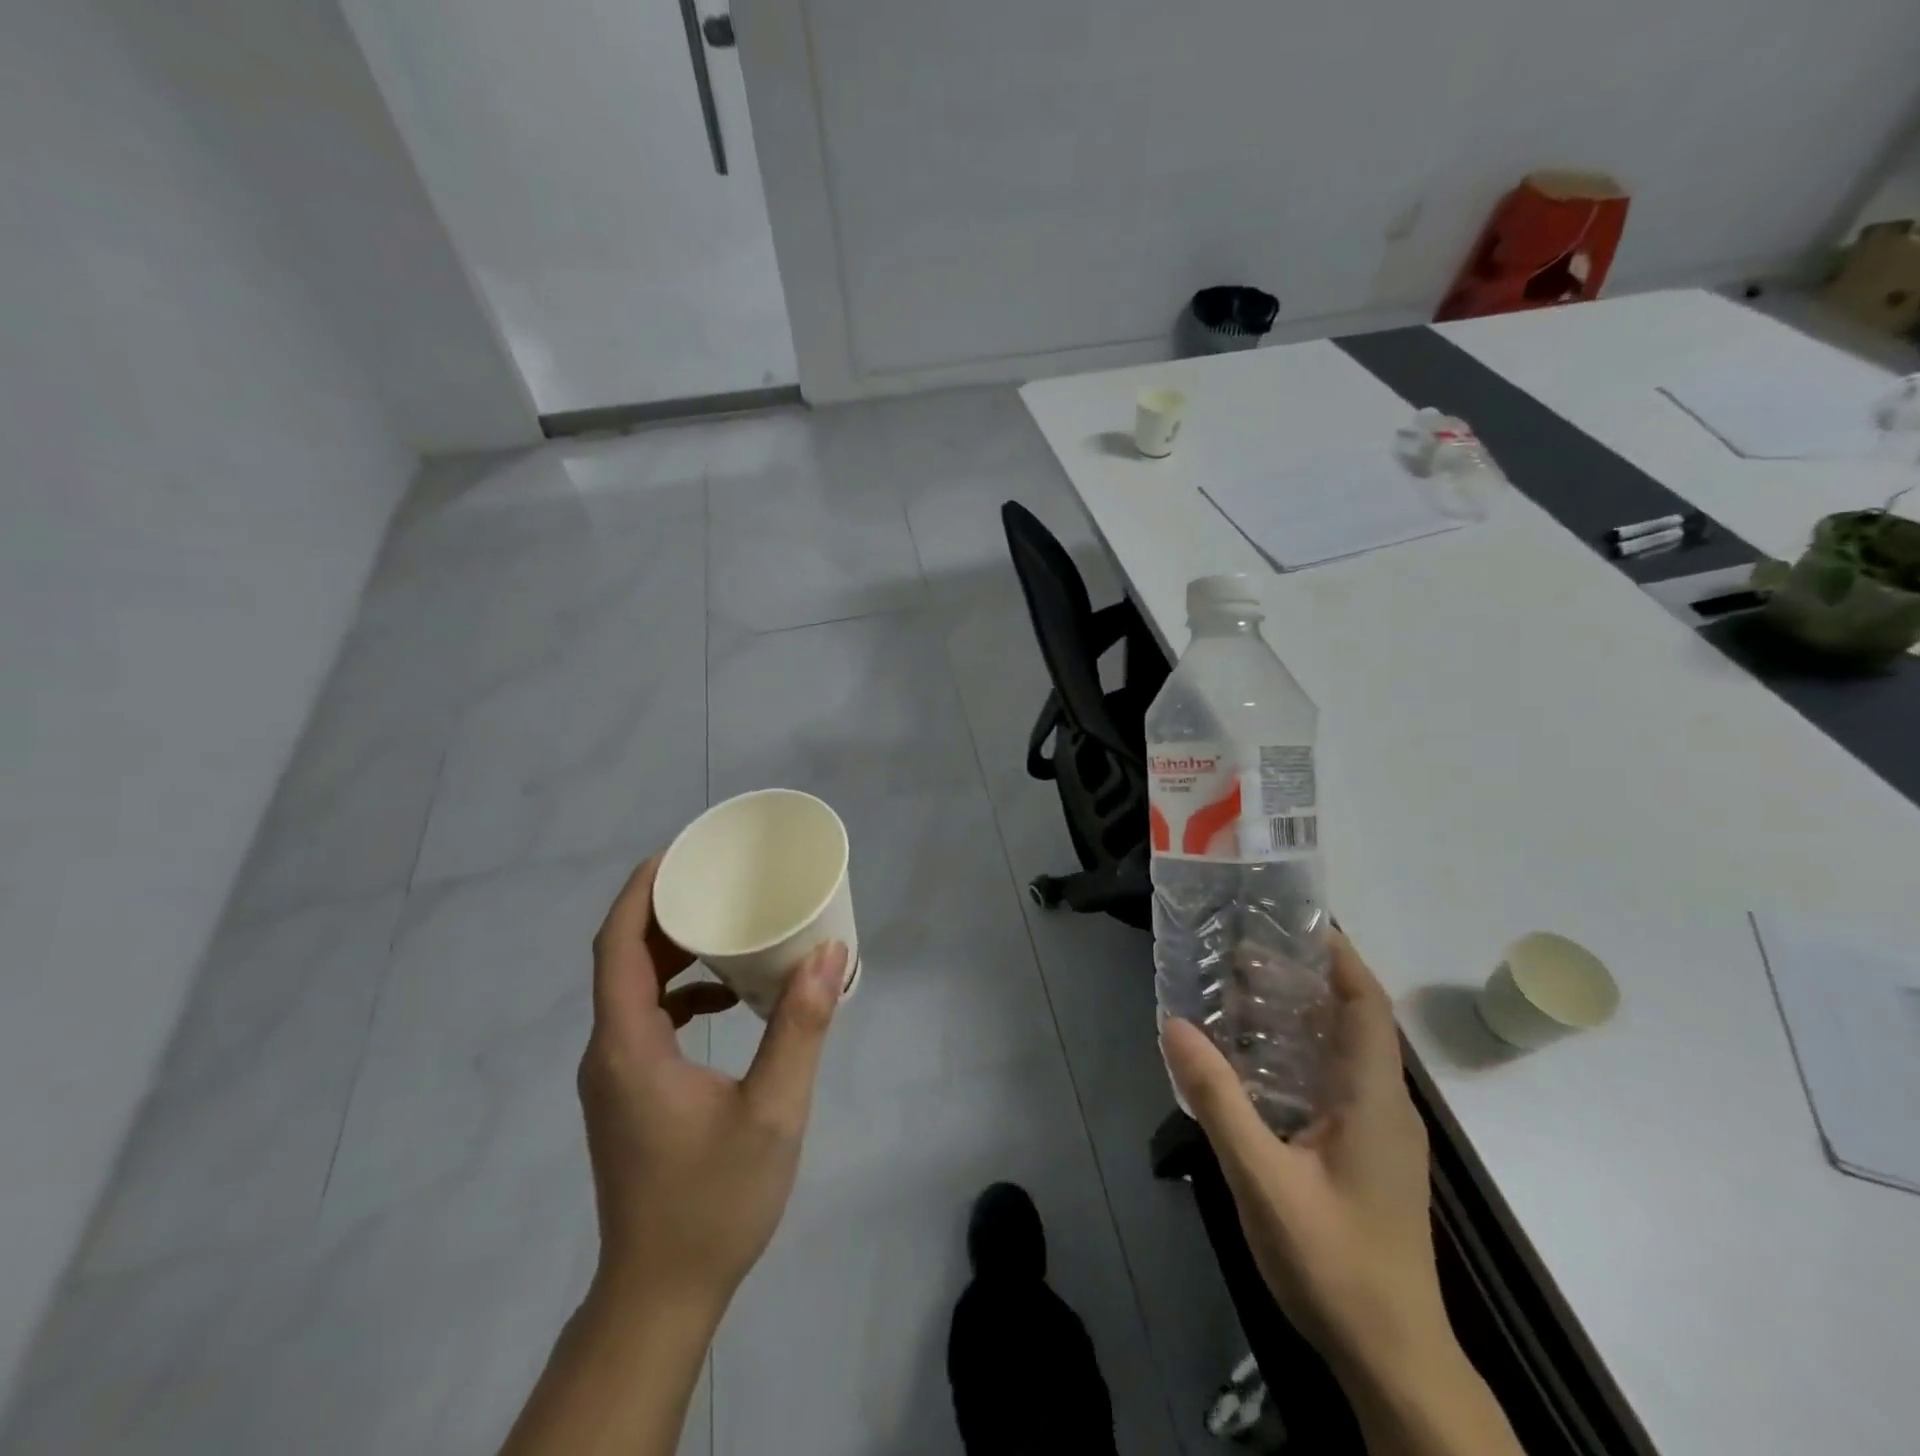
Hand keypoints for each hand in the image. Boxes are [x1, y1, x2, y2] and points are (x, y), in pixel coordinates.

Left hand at [577, 856, 846, 1317]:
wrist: (661, 1295)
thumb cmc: (712, 1201)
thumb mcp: (772, 1112)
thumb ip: (799, 1029)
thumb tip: (828, 954)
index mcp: (629, 1046)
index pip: (617, 946)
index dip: (641, 892)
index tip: (678, 853)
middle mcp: (609, 1052)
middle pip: (623, 959)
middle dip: (664, 911)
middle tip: (715, 878)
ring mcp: (615, 1075)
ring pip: (633, 989)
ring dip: (673, 951)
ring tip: (726, 924)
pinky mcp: (629, 1094)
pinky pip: (646, 1019)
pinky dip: (681, 992)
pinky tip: (728, 999)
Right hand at [1162, 933, 1444, 1374]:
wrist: (1394, 1361)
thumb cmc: (1334, 1263)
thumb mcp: (1263, 1178)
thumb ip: (1218, 1099)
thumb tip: (1174, 1023)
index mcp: (1375, 1099)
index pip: (1368, 1005)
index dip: (1340, 957)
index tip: (1296, 921)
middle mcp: (1387, 1106)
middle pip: (1355, 1021)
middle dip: (1308, 979)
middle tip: (1246, 951)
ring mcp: (1381, 1134)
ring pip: (1345, 1053)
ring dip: (1302, 1016)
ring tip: (1243, 992)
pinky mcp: (1368, 1156)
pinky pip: (1337, 1083)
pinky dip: (1301, 1054)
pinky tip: (1258, 1062)